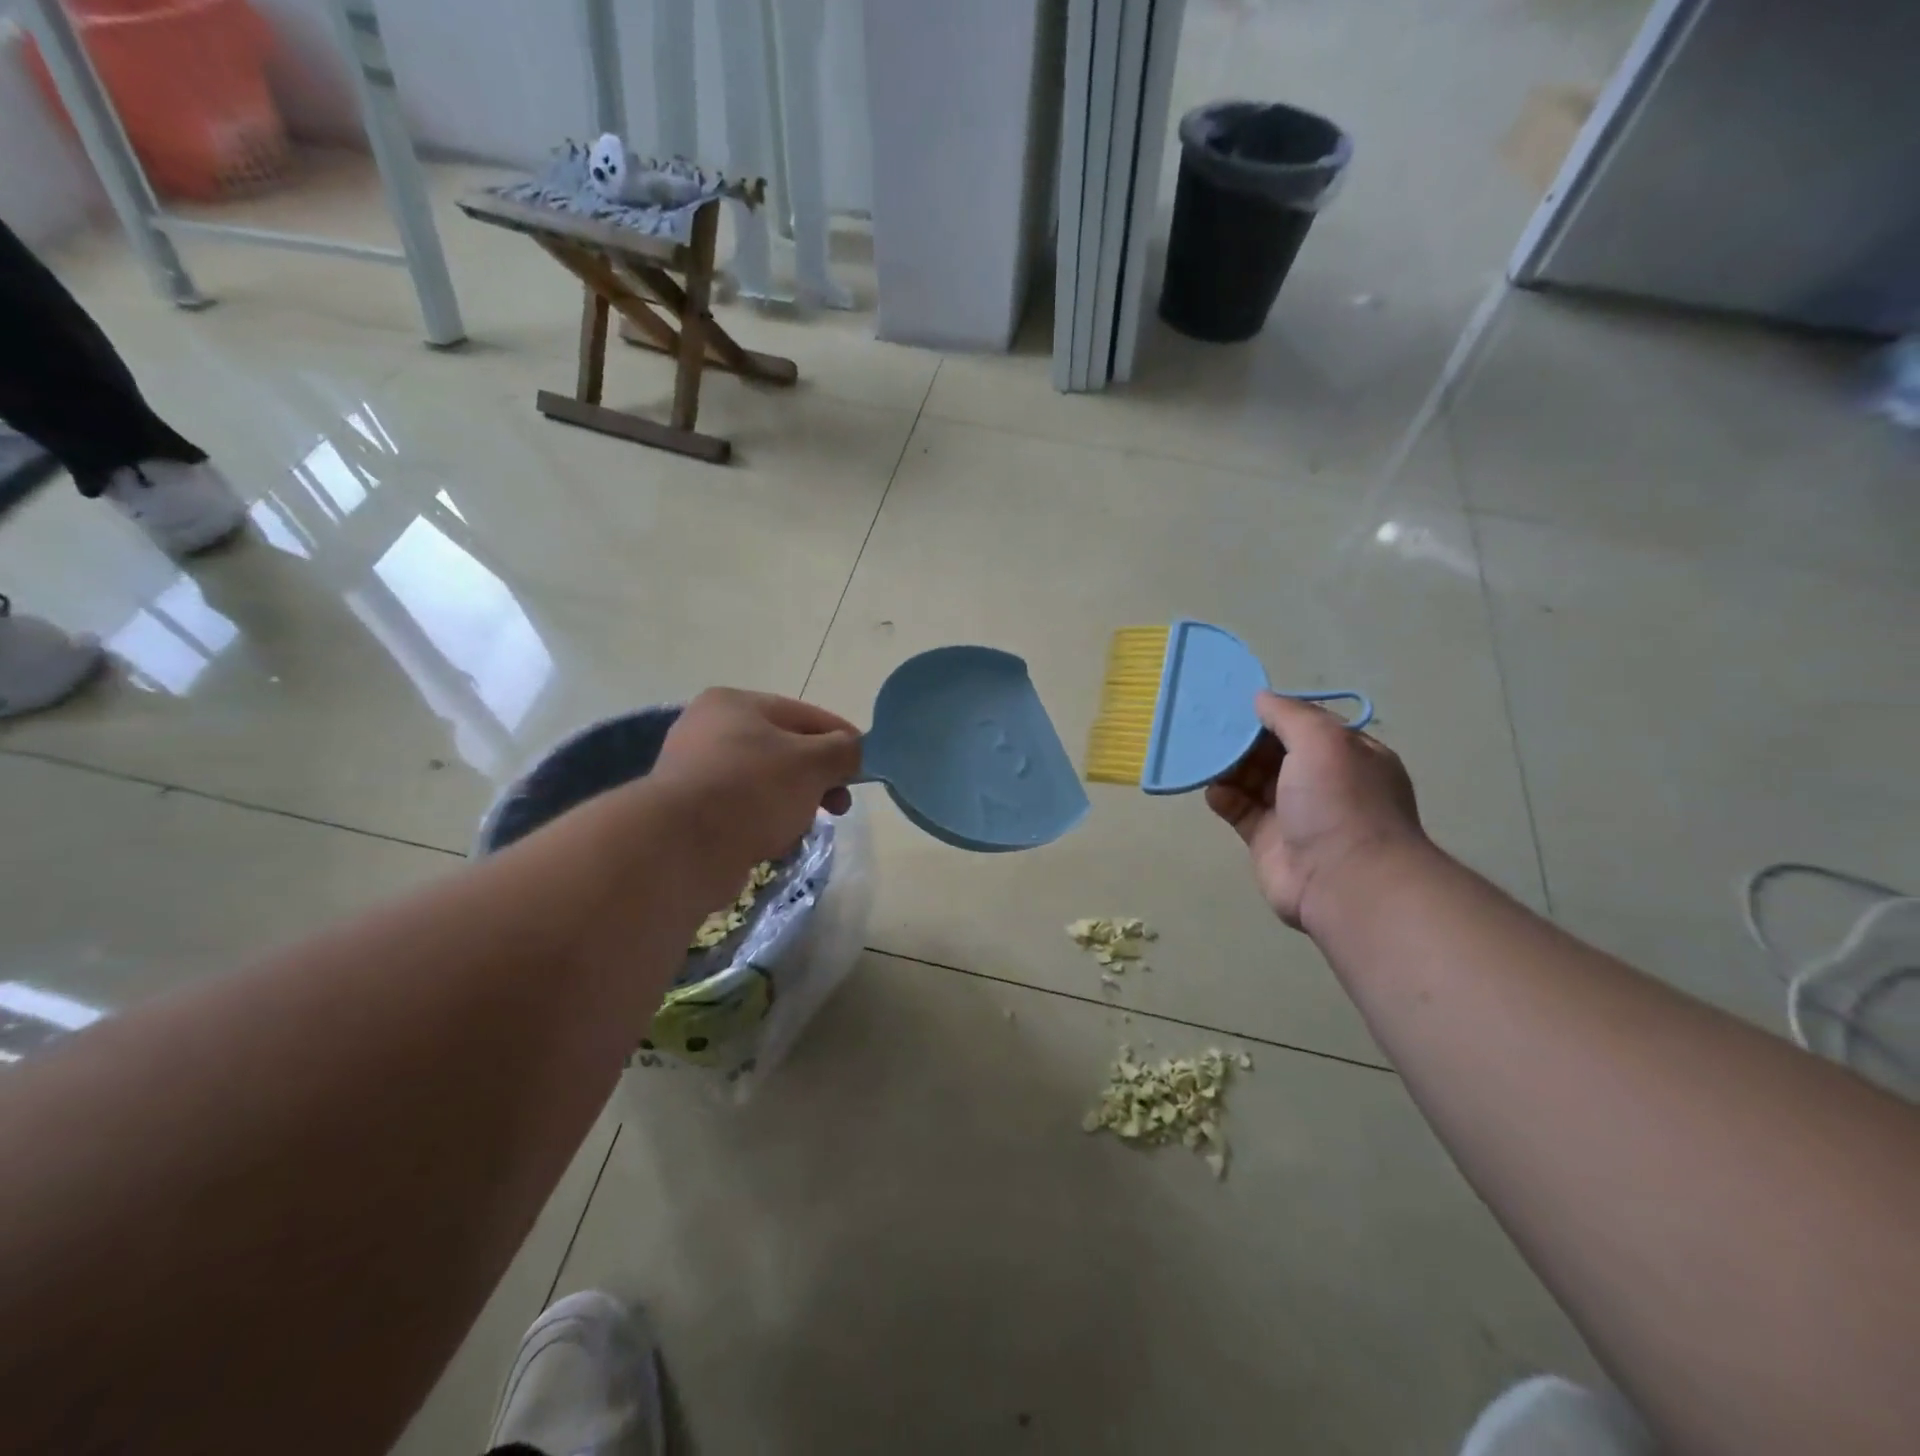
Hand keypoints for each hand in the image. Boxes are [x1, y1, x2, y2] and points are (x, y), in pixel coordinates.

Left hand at [649, 689, 861, 900]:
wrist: (682, 847)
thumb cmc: (753, 789)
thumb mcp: (813, 762)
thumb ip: (844, 750)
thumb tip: (856, 750)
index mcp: (735, 704)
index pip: (805, 715)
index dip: (842, 739)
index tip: (865, 767)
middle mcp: (709, 729)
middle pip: (785, 751)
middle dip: (818, 779)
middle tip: (840, 805)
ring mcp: (695, 772)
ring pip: (766, 784)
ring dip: (793, 805)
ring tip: (801, 827)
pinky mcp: (690, 813)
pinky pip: (744, 812)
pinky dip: (765, 824)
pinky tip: (774, 842)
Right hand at [1205, 691, 1426, 931]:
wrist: (1345, 881)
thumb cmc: (1340, 801)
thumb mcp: (1322, 741)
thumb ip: (1288, 715)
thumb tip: (1260, 698)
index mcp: (1347, 755)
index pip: (1305, 725)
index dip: (1272, 714)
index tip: (1236, 705)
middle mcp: (1323, 782)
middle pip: (1274, 751)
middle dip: (1243, 740)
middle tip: (1208, 728)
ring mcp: (1294, 813)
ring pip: (1253, 780)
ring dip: (1228, 767)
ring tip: (1201, 755)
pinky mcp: (1268, 840)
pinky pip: (1240, 810)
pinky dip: (1224, 798)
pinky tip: (1212, 791)